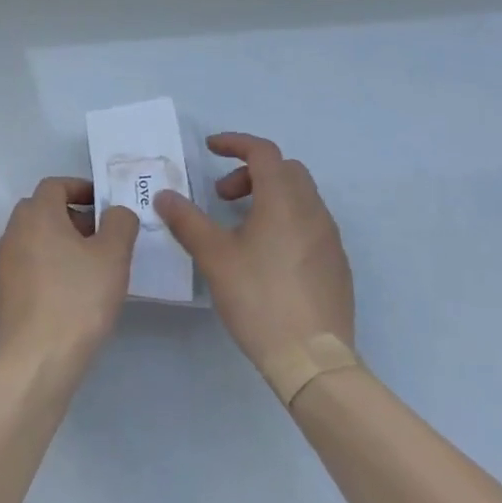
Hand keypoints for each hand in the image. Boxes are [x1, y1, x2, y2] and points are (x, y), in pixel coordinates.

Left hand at [0, 178, 137, 366]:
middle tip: (100, 237)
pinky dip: (47, 269)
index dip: (80, 188)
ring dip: (59, 244)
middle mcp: (13, 233)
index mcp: (36, 215)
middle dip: (71, 217)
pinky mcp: (2, 294)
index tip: (103, 204)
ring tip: (88, 268)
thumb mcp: (113, 256)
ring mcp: (3, 265)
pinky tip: (69, 294)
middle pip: (42, 211)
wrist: (37, 359)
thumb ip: (119, 223)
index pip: (54, 185)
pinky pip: (27, 268)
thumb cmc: (78, 299)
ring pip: (33, 240)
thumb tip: (115, 212)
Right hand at [155, 133, 353, 371]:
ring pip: (300, 196)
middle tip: (222, 196)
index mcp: (284, 201)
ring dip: (269, 196)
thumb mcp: (214, 257)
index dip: (235, 143)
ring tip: (240, 227)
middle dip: (251, 172)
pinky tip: (266, 254)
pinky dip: (286, 219)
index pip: (263, 152)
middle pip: (285, 170)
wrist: (312, 359)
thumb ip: (187, 221)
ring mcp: (329, 238)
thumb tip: (165, 196)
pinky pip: (310, 223)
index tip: (210, 148)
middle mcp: (313, 210)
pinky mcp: (336, 264)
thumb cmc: (259, 298)